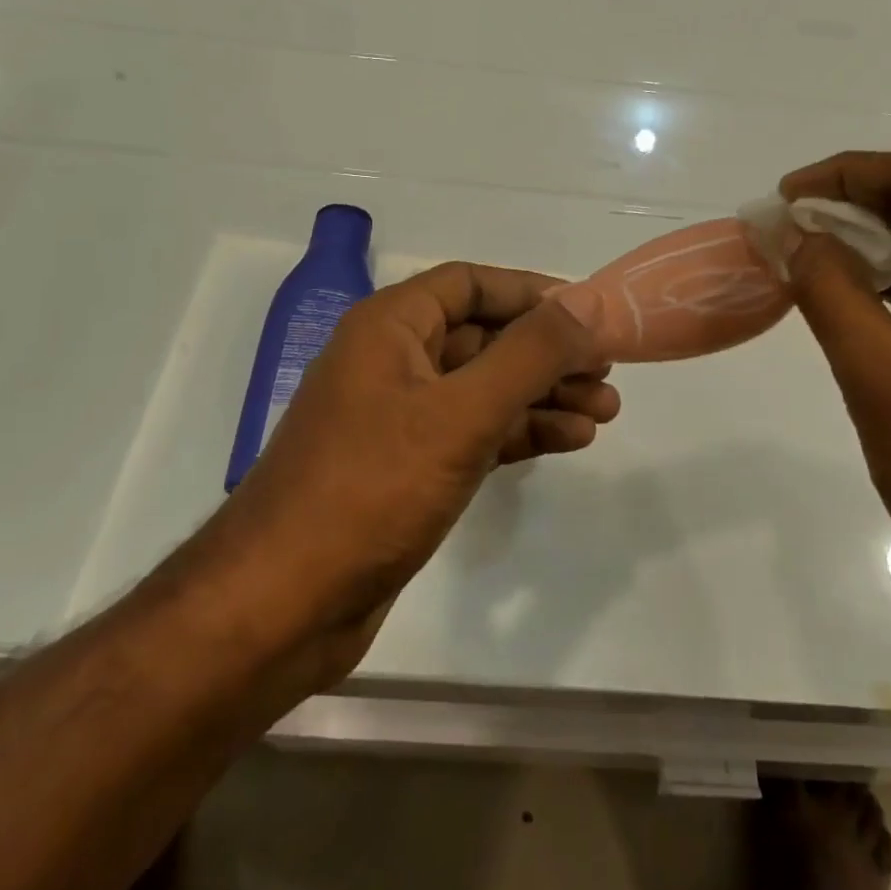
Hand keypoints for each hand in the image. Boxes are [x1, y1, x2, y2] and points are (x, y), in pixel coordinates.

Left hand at [206, 263, 615, 675]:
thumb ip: (529, 354)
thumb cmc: (370, 489)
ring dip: (543, 394)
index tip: (589, 312)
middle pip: (484, 336)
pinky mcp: (408, 468)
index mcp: (389, 326)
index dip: (532, 292)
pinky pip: (475, 431)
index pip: (471, 284)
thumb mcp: (460, 413)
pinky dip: (520, 431)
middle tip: (609, 369)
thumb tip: (587, 303)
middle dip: (548, 351)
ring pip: (484, 387)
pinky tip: (570, 439)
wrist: (281, 606)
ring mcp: (399, 417)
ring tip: (606, 410)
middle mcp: (392, 360)